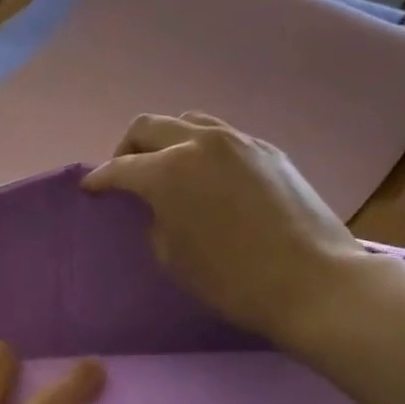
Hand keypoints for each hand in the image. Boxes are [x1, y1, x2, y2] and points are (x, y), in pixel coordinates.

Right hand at [83, 112, 369, 346]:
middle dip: (128, 148)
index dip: (99, 179)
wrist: (313, 281)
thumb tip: (159, 205)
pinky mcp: (268, 150)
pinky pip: (222, 137)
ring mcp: (238, 141)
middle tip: (125, 173)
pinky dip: (201, 149)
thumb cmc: (232, 279)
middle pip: (149, 127)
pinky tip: (207, 176)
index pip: (120, 168)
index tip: (91, 189)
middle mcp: (200, 143)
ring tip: (166, 168)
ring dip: (167, 140)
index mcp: (168, 171)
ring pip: (187, 122)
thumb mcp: (172, 256)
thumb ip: (156, 219)